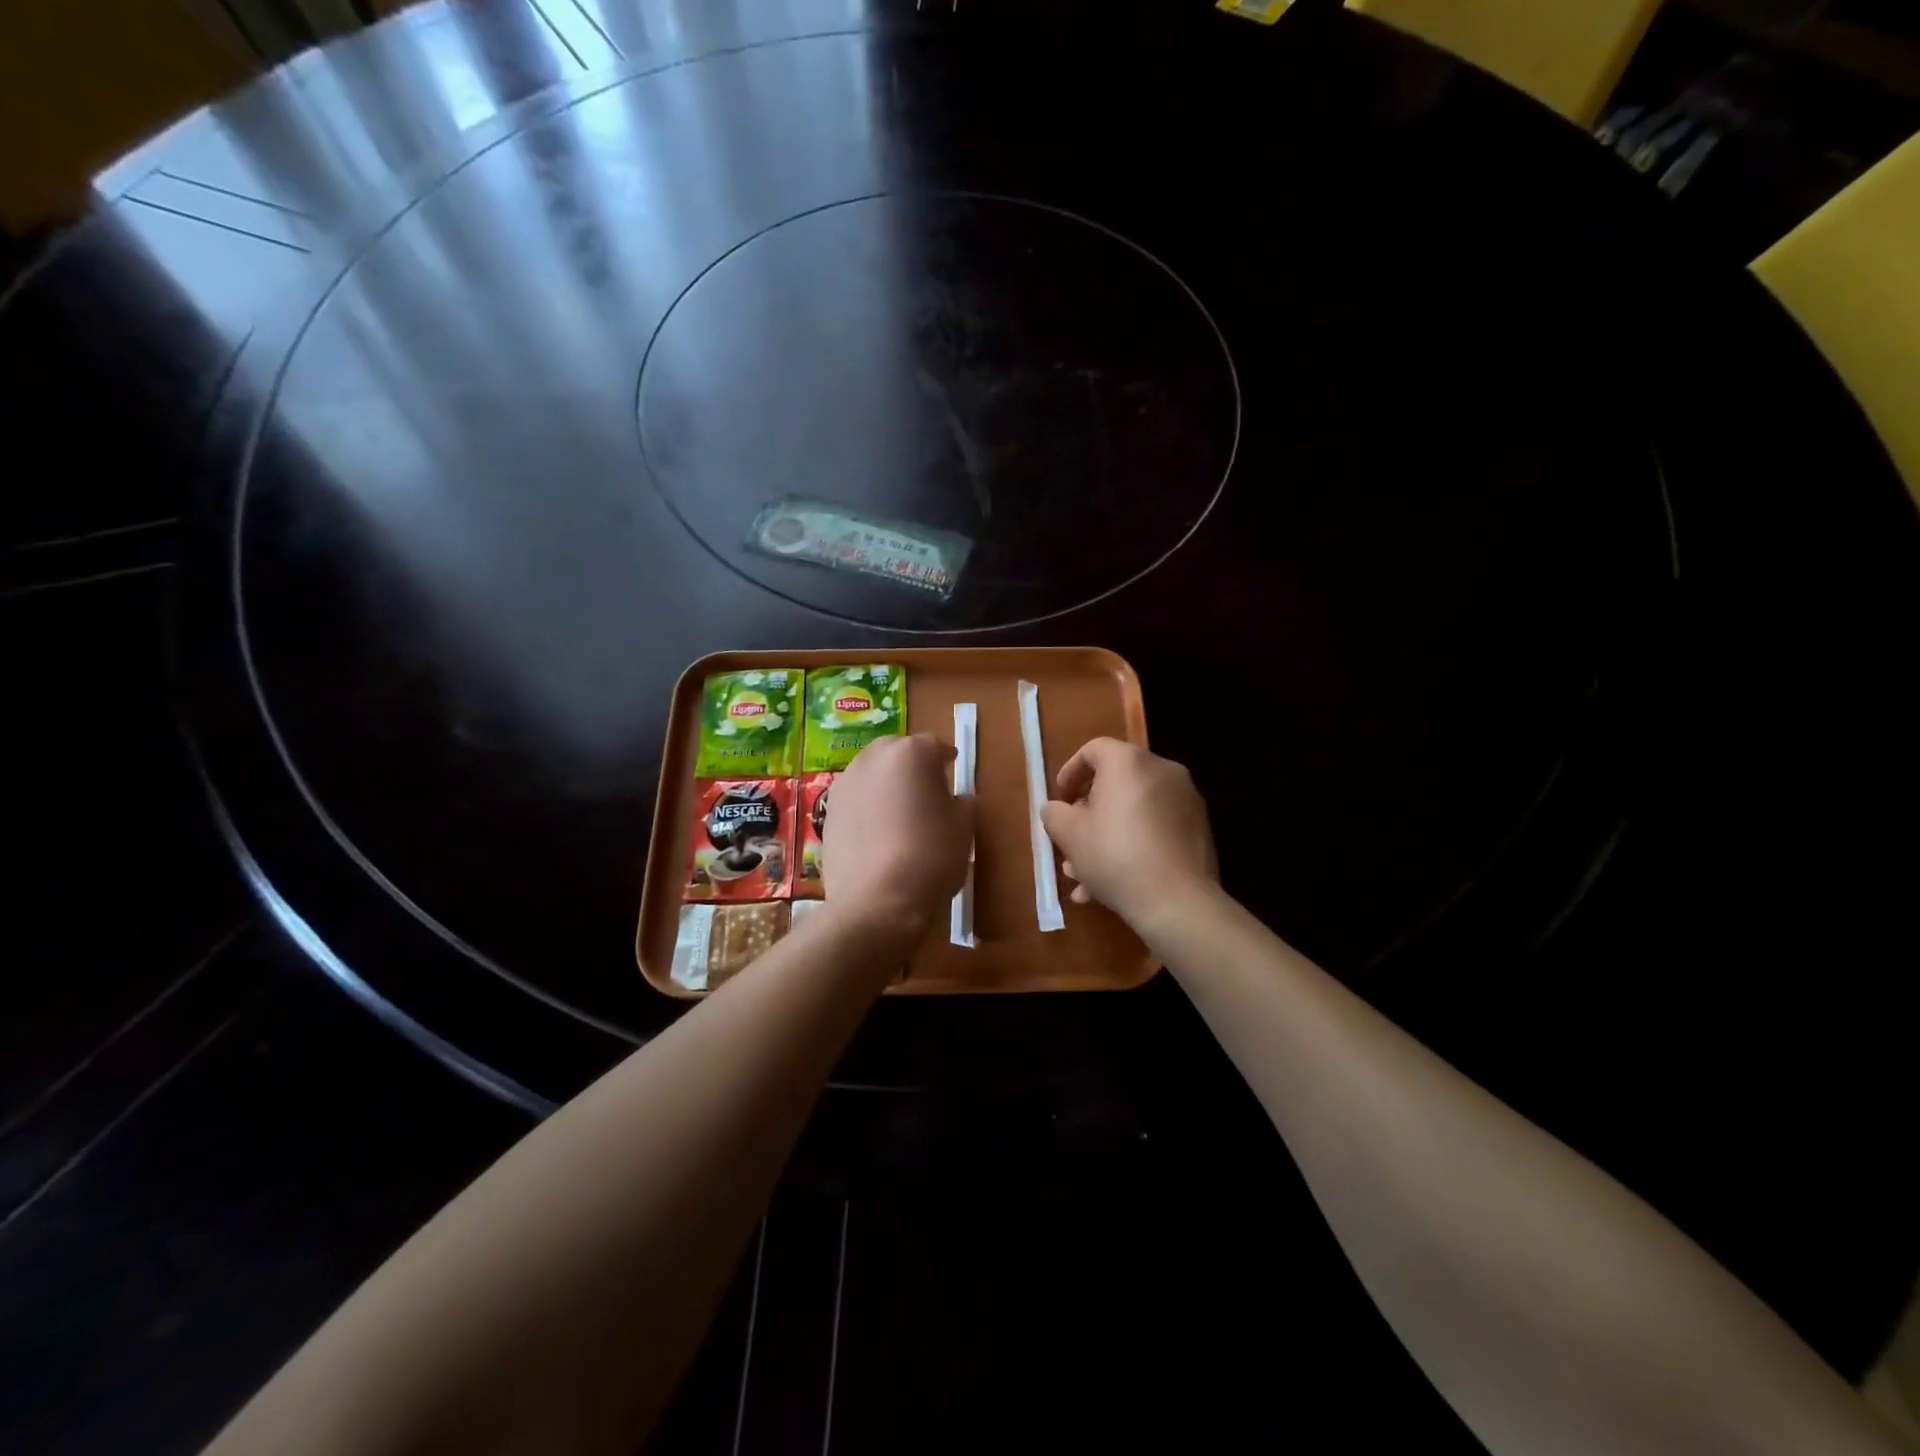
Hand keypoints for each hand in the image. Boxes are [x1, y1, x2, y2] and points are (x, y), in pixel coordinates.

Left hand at [824, 733, 973, 940]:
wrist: (876, 901)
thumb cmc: (930, 857)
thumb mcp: (962, 829)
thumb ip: (962, 804)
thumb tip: (957, 800)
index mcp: (911, 753)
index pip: (934, 746)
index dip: (946, 760)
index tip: (952, 772)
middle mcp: (873, 758)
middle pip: (897, 752)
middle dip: (911, 766)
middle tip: (926, 791)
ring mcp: (845, 784)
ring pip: (871, 774)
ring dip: (886, 785)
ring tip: (899, 813)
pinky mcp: (827, 812)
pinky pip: (855, 800)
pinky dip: (867, 808)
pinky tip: (877, 834)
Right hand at [1039, 738, 1218, 930]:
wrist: (1178, 902)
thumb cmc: (1115, 856)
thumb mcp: (1069, 834)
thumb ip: (1054, 813)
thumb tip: (1056, 809)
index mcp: (1129, 761)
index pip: (1093, 750)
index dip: (1069, 773)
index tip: (1059, 801)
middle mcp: (1162, 771)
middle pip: (1115, 783)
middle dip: (1087, 814)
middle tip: (1070, 841)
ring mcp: (1185, 800)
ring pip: (1134, 811)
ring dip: (1107, 837)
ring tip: (1085, 876)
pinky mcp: (1198, 829)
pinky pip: (1155, 829)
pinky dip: (1133, 846)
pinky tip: (1114, 885)